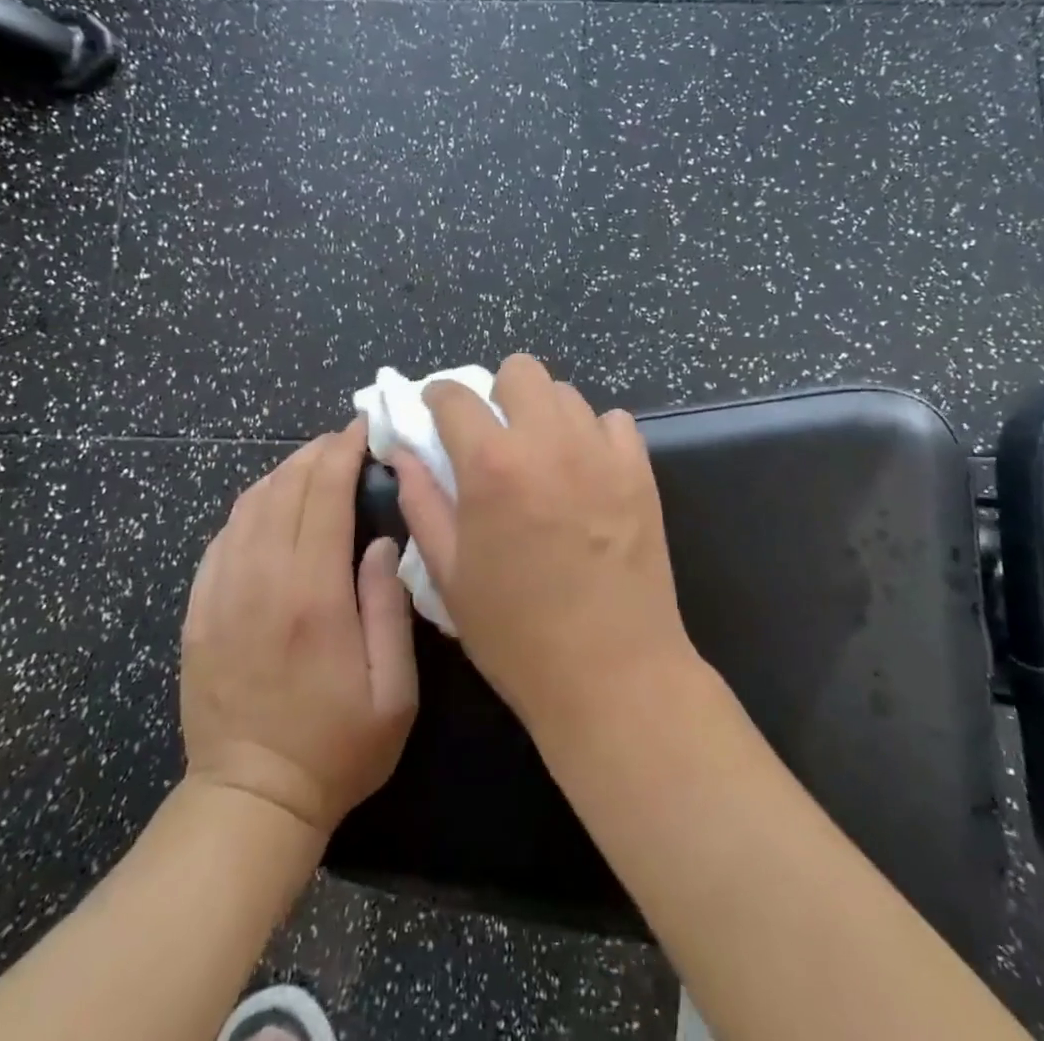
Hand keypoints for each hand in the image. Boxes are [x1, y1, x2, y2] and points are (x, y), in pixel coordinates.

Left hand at [181, 422, 417, 834]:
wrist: (250, 801)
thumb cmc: (338, 747)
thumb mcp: (394, 690)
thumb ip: (390, 607)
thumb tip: (382, 542)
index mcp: (313, 596)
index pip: (323, 496)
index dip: (342, 453)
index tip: (362, 430)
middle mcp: (261, 582)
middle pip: (283, 489)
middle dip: (315, 453)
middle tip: (343, 441)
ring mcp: (221, 595)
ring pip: (248, 506)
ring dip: (282, 473)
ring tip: (312, 464)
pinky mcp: (198, 611)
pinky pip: (221, 538)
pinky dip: (249, 507)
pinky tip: (269, 506)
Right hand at [389, 354, 696, 736]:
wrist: (611, 673)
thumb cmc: (515, 633)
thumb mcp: (449, 573)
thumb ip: (421, 501)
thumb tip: (403, 453)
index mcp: (491, 464)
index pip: (455, 395)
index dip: (437, 397)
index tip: (435, 412)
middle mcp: (547, 440)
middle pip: (520, 370)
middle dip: (497, 393)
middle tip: (495, 435)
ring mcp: (600, 451)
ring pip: (566, 393)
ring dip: (544, 413)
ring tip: (542, 456)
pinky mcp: (640, 469)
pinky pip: (613, 422)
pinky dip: (593, 434)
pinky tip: (586, 471)